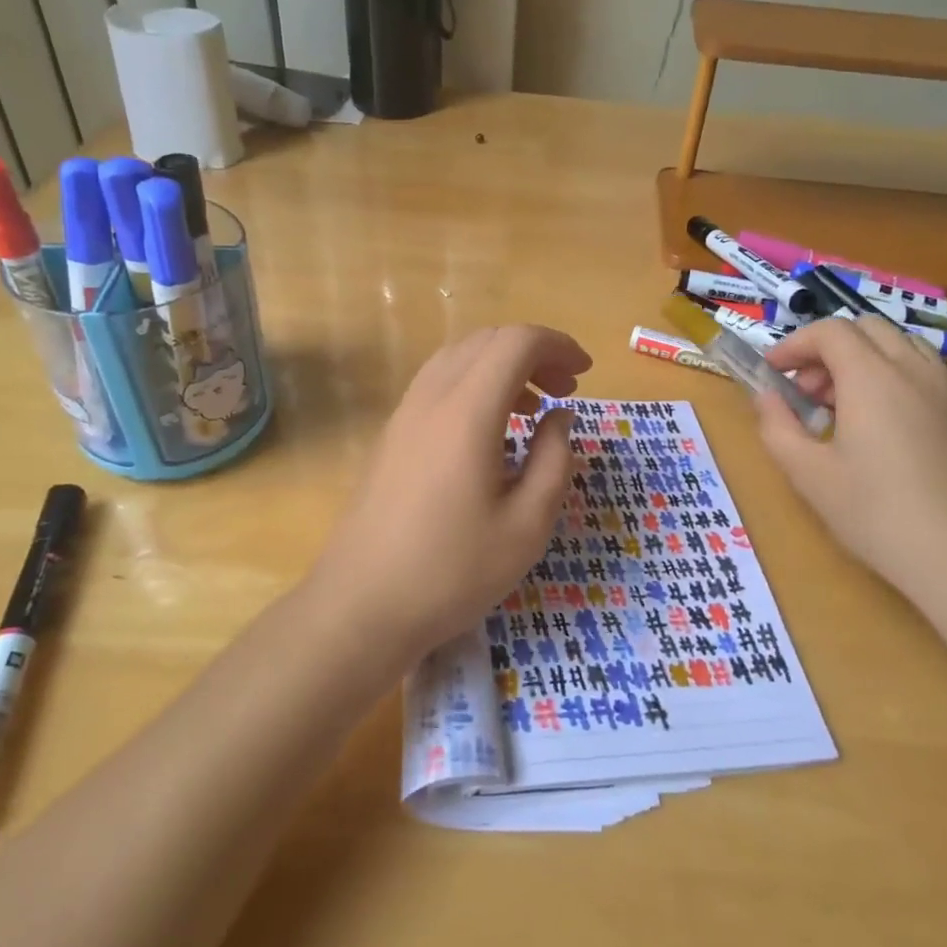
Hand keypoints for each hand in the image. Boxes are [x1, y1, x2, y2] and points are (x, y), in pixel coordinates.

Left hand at [310, 325, 590, 656]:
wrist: (362, 605)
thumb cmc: (453, 571)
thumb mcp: (528, 525)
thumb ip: (554, 459)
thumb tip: (559, 416)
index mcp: (468, 412)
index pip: (516, 342)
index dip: (557, 345)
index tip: (584, 374)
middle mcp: (431, 398)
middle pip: (486, 341)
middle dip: (533, 353)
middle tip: (564, 392)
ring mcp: (404, 414)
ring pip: (458, 358)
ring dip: (501, 367)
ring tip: (531, 409)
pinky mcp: (391, 435)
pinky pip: (437, 384)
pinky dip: (473, 385)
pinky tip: (489, 431)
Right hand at [756, 315, 946, 611]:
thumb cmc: (876, 514)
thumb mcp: (808, 474)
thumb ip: (777, 426)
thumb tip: (766, 396)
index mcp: (870, 377)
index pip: (829, 331)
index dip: (794, 344)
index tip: (773, 372)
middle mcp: (914, 369)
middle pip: (868, 329)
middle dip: (829, 350)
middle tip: (808, 393)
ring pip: (907, 345)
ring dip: (870, 359)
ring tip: (853, 403)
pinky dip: (922, 375)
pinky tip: (915, 405)